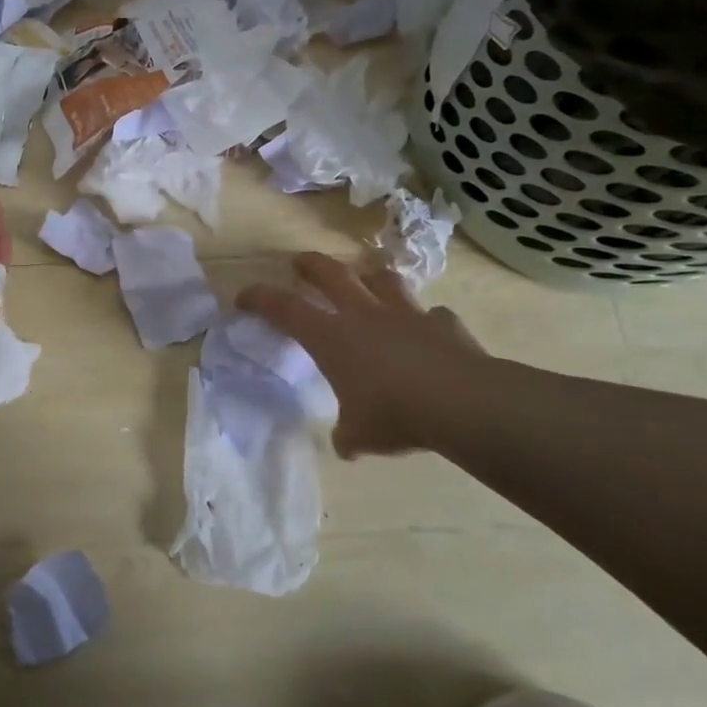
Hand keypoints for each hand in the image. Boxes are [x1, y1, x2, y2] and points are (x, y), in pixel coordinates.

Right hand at [237, 253, 495, 457]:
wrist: (463, 402)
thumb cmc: (395, 415)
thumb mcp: (361, 435)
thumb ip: (349, 434)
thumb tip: (347, 444)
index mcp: (332, 337)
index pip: (284, 308)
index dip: (260, 298)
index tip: (243, 296)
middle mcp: (364, 315)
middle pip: (331, 274)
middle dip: (310, 265)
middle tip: (299, 262)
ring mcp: (407, 314)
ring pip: (383, 280)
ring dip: (371, 277)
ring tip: (368, 280)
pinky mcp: (444, 324)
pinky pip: (433, 315)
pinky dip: (427, 321)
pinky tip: (429, 331)